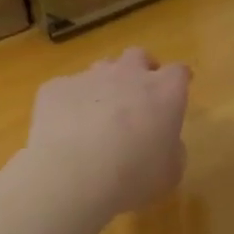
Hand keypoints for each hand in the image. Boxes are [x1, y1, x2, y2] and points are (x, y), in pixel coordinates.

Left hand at [26, 48, 190, 216]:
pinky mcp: (55, 87)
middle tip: (137, 95)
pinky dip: (69, 104)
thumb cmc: (132, 177)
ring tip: (98, 114)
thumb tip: (164, 141)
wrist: (71, 175)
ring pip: (101, 68)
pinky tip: (64, 129)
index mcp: (163, 92)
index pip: (178, 73)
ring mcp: (88, 76)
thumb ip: (172, 149)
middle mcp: (127, 74)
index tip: (176, 92)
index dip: (177, 81)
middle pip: (138, 56)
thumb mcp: (169, 173)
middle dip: (140, 70)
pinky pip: (66, 89)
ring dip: (104, 85)